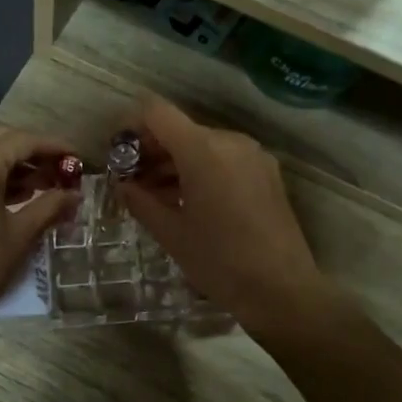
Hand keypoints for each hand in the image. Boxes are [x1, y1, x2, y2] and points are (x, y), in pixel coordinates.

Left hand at [0, 126, 80, 344]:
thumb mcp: (18, 236)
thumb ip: (49, 207)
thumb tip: (74, 195)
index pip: (23, 140)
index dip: (54, 147)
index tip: (77, 158)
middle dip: (32, 152)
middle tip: (59, 172)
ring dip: (9, 163)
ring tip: (39, 186)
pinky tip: (7, 197)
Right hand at [115, 99, 330, 339]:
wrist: (282, 290)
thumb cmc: (220, 262)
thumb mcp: (171, 234)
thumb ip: (140, 201)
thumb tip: (122, 184)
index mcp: (203, 150)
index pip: (156, 112)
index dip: (131, 126)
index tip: (118, 156)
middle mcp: (230, 141)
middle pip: (180, 130)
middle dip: (152, 152)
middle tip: (132, 185)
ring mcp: (253, 155)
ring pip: (202, 145)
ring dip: (176, 164)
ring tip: (157, 199)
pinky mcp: (267, 172)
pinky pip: (224, 159)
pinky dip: (201, 172)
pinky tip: (190, 204)